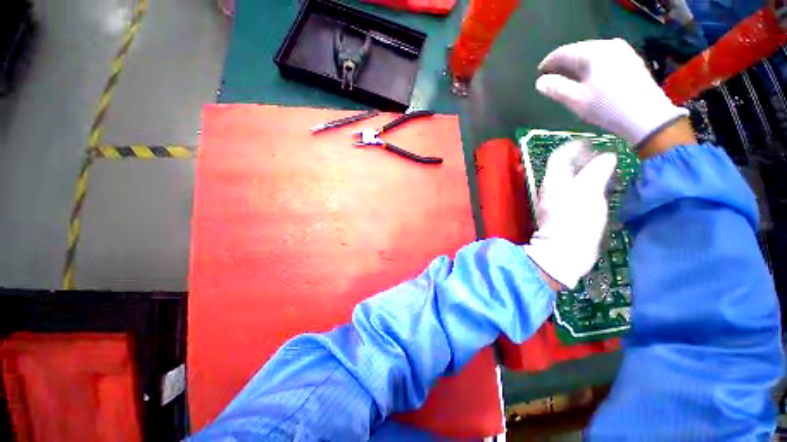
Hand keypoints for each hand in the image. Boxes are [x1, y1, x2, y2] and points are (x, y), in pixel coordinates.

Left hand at [524, 141, 616, 289]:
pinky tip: (598, 191)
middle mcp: (550, 189)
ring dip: (584, 173)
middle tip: (603, 158)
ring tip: (605, 173)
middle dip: (582, 160)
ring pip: (568, 181)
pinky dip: (584, 187)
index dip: (573, 148)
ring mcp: (554, 202)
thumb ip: (596, 172)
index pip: (558, 157)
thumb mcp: (589, 192)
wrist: (563, 251)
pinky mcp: (560, 213)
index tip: (590, 144)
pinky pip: (572, 193)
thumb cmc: (576, 220)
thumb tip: (606, 156)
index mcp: (554, 181)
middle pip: (563, 168)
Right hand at [536, 38, 688, 146]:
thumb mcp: (576, 100)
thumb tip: (540, 82)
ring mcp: (623, 52)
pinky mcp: (631, 61)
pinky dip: (592, 67)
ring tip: (568, 79)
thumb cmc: (607, 107)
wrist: (646, 117)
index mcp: (593, 52)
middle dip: (563, 64)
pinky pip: (604, 59)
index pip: (563, 52)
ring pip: (592, 55)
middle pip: (579, 51)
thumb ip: (556, 88)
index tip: (539, 73)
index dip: (548, 63)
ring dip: (577, 66)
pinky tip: (589, 78)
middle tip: (552, 77)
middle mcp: (608, 46)